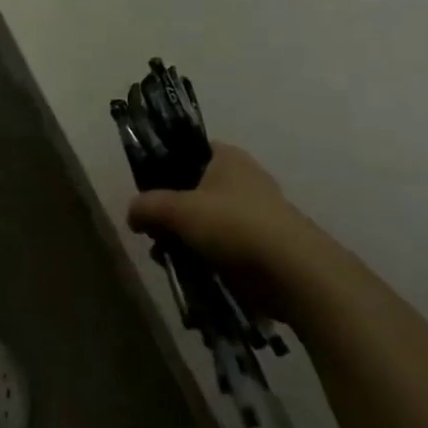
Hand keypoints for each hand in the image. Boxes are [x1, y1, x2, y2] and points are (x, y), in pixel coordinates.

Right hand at [127, 143, 317, 318]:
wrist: (296, 274)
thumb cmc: (234, 225)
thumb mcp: (179, 210)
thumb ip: (148, 206)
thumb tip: (132, 213)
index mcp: (226, 156)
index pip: (186, 151)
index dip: (163, 168)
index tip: (147, 194)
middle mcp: (243, 178)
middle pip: (194, 190)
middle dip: (172, 214)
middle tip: (155, 235)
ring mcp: (257, 214)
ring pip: (208, 222)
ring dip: (187, 240)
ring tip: (170, 260)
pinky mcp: (265, 247)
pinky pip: (226, 248)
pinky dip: (208, 259)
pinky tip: (194, 276)